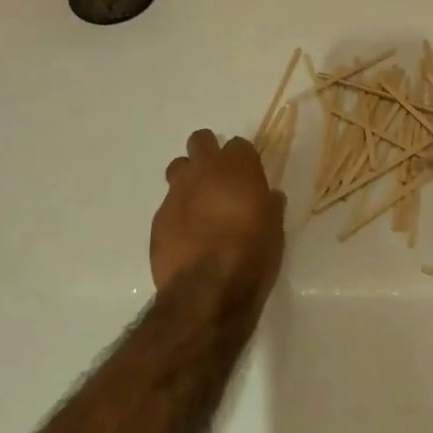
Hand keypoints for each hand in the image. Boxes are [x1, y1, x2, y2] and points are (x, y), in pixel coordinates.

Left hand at [151, 130, 285, 299]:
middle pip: (201, 140)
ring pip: (178, 167)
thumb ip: (269, 206)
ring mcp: (177, 193)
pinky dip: (177, 213)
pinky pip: (168, 204)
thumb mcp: (274, 230)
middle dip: (208, 152)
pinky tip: (186, 235)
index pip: (239, 144)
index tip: (248, 177)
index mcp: (237, 167)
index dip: (243, 160)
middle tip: (218, 179)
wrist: (206, 292)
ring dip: (188, 178)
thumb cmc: (251, 255)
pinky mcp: (159, 218)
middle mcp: (204, 171)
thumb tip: (270, 197)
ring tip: (198, 203)